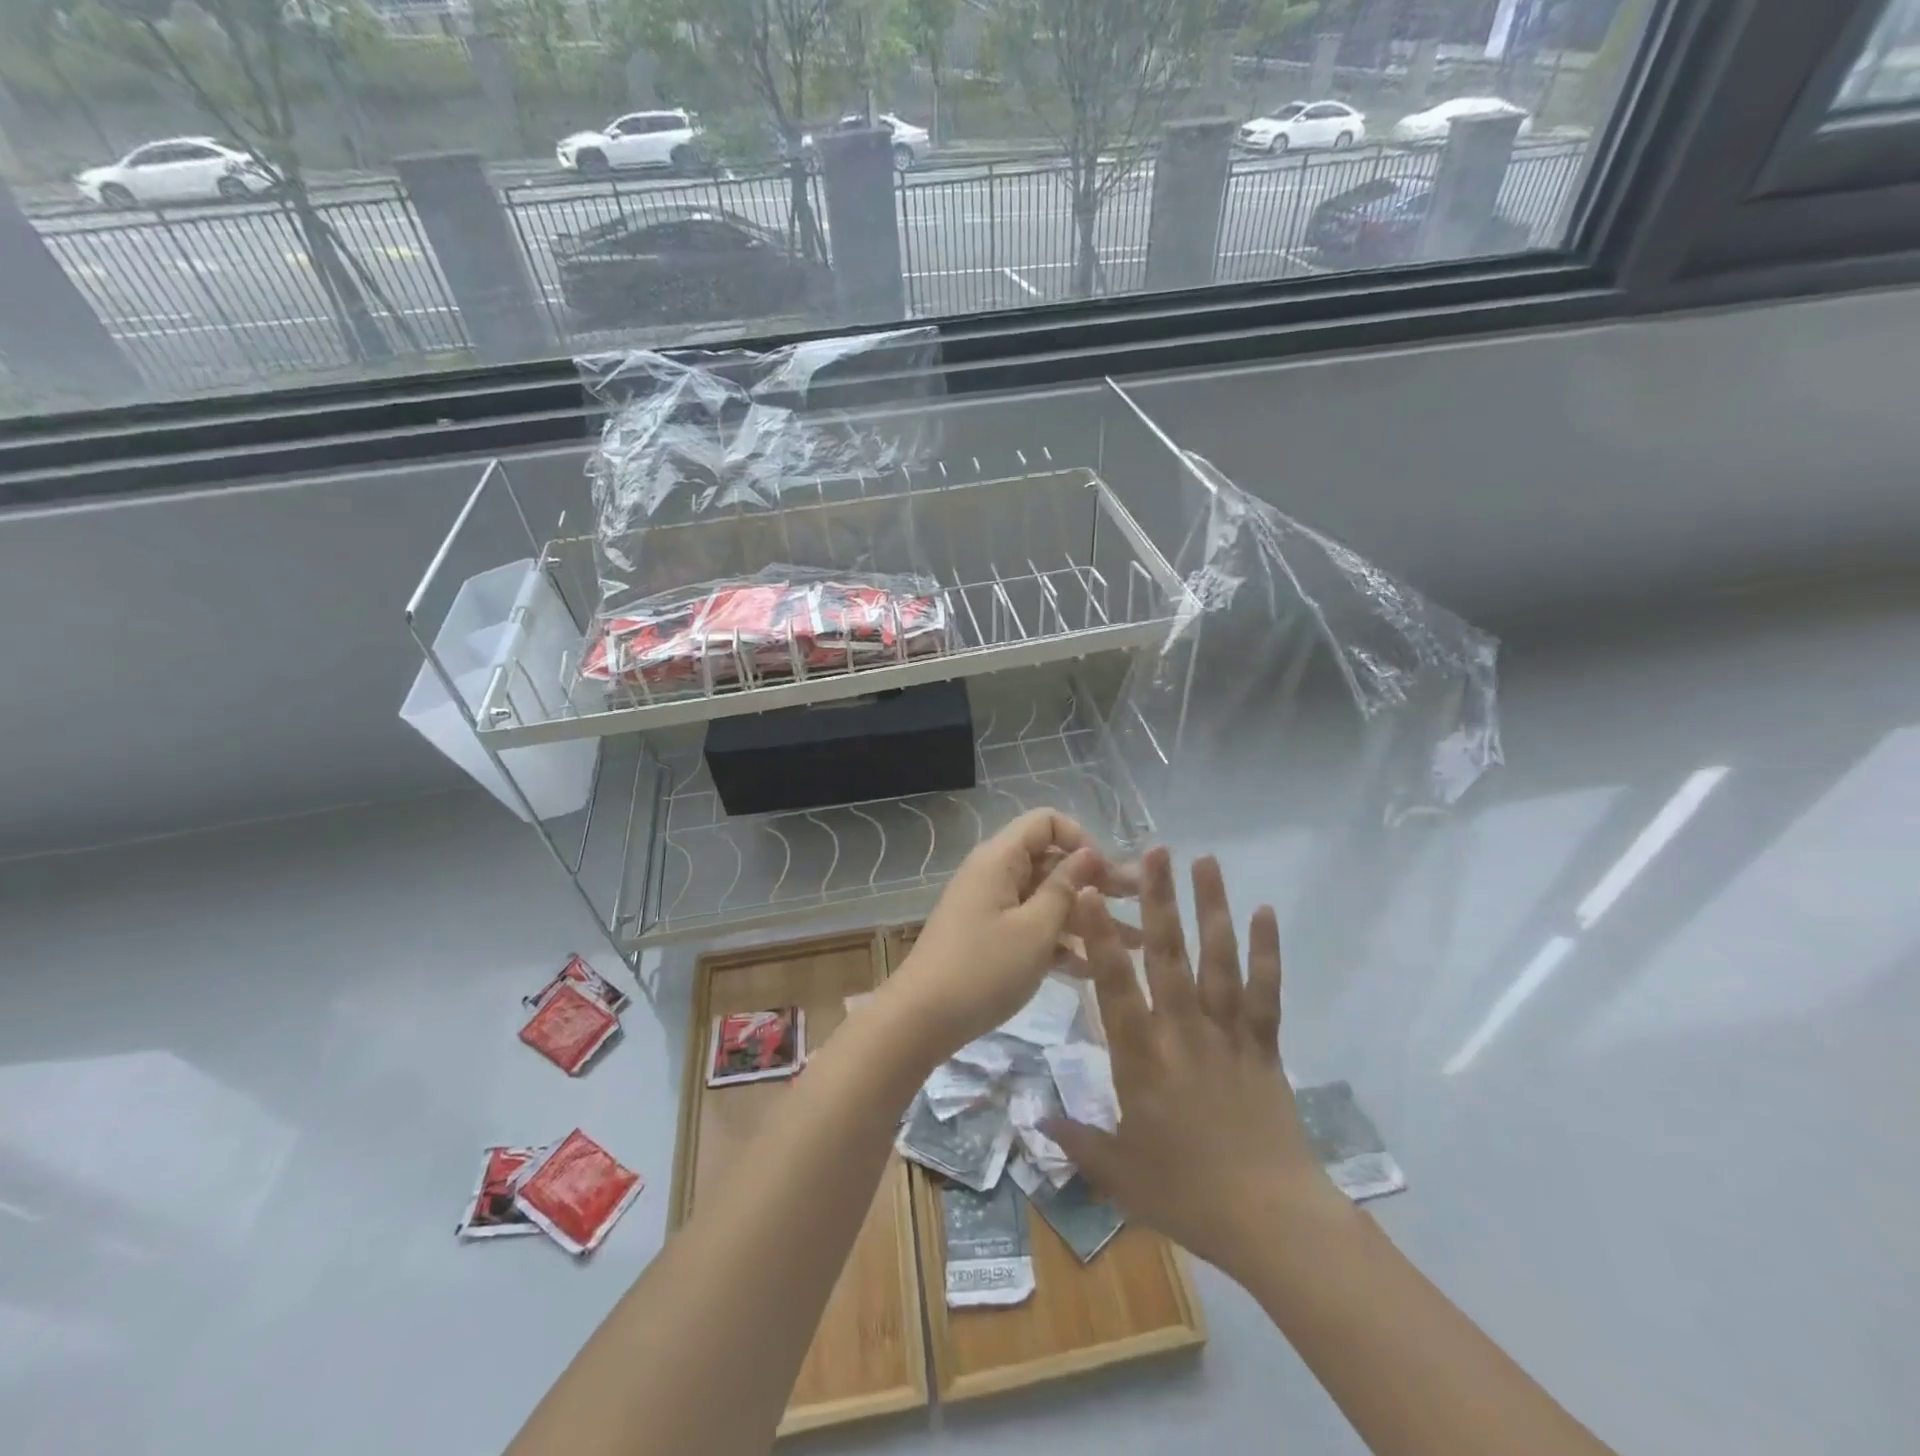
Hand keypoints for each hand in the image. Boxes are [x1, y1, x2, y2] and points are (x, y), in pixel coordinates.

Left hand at [886, 810, 1131, 1062]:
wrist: (920, 1019)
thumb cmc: (984, 969)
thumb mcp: (1036, 929)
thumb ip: (1066, 888)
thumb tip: (1089, 853)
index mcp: (1001, 858)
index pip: (1047, 822)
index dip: (1081, 841)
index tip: (1107, 875)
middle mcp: (995, 874)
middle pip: (1052, 862)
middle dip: (1097, 883)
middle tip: (1142, 906)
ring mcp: (991, 907)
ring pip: (1046, 899)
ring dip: (1087, 917)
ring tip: (1135, 944)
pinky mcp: (989, 937)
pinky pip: (1031, 926)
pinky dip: (1061, 941)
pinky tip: (1096, 968)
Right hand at [1043, 848, 1346, 1279]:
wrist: (1273, 1223)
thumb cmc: (1188, 1195)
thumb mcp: (1119, 1175)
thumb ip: (1076, 1141)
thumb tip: (1034, 1119)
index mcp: (1142, 1057)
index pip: (1114, 986)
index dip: (1099, 937)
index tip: (1088, 892)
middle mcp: (1183, 1031)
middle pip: (1169, 955)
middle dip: (1158, 899)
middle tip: (1154, 851)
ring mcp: (1228, 1033)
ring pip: (1218, 960)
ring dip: (1211, 907)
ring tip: (1205, 860)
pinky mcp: (1264, 1045)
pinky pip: (1265, 991)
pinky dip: (1267, 951)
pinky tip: (1265, 912)